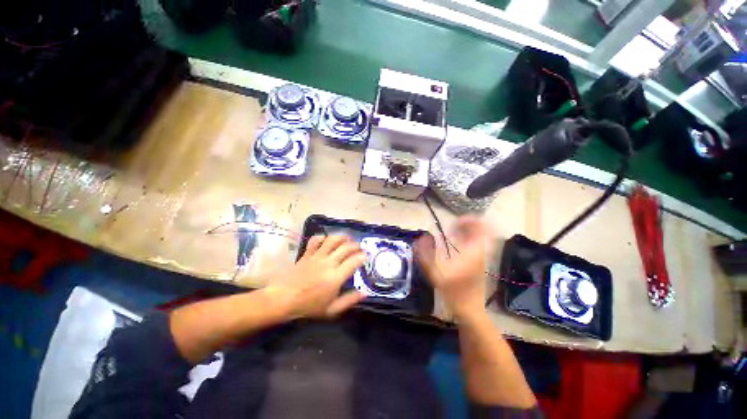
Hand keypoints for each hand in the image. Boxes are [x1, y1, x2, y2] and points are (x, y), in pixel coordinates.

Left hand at [267, 235, 367, 318]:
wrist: (284, 299)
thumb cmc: (309, 306)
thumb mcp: (332, 309)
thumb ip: (349, 300)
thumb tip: (364, 293)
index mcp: (336, 277)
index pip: (354, 261)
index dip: (363, 256)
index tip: (366, 257)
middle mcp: (328, 263)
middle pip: (346, 247)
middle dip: (356, 245)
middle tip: (359, 248)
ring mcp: (317, 256)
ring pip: (333, 240)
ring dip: (342, 237)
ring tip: (347, 240)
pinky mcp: (307, 253)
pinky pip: (316, 240)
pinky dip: (323, 237)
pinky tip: (327, 240)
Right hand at [415, 216, 492, 318]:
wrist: (470, 309)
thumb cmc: (454, 291)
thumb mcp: (435, 273)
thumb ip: (425, 254)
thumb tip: (420, 238)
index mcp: (473, 251)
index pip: (480, 228)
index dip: (470, 220)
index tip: (456, 221)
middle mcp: (481, 251)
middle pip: (483, 230)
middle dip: (469, 224)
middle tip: (454, 224)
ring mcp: (483, 257)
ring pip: (481, 237)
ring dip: (469, 231)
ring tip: (454, 232)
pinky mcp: (481, 263)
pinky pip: (478, 244)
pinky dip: (469, 239)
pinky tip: (457, 244)